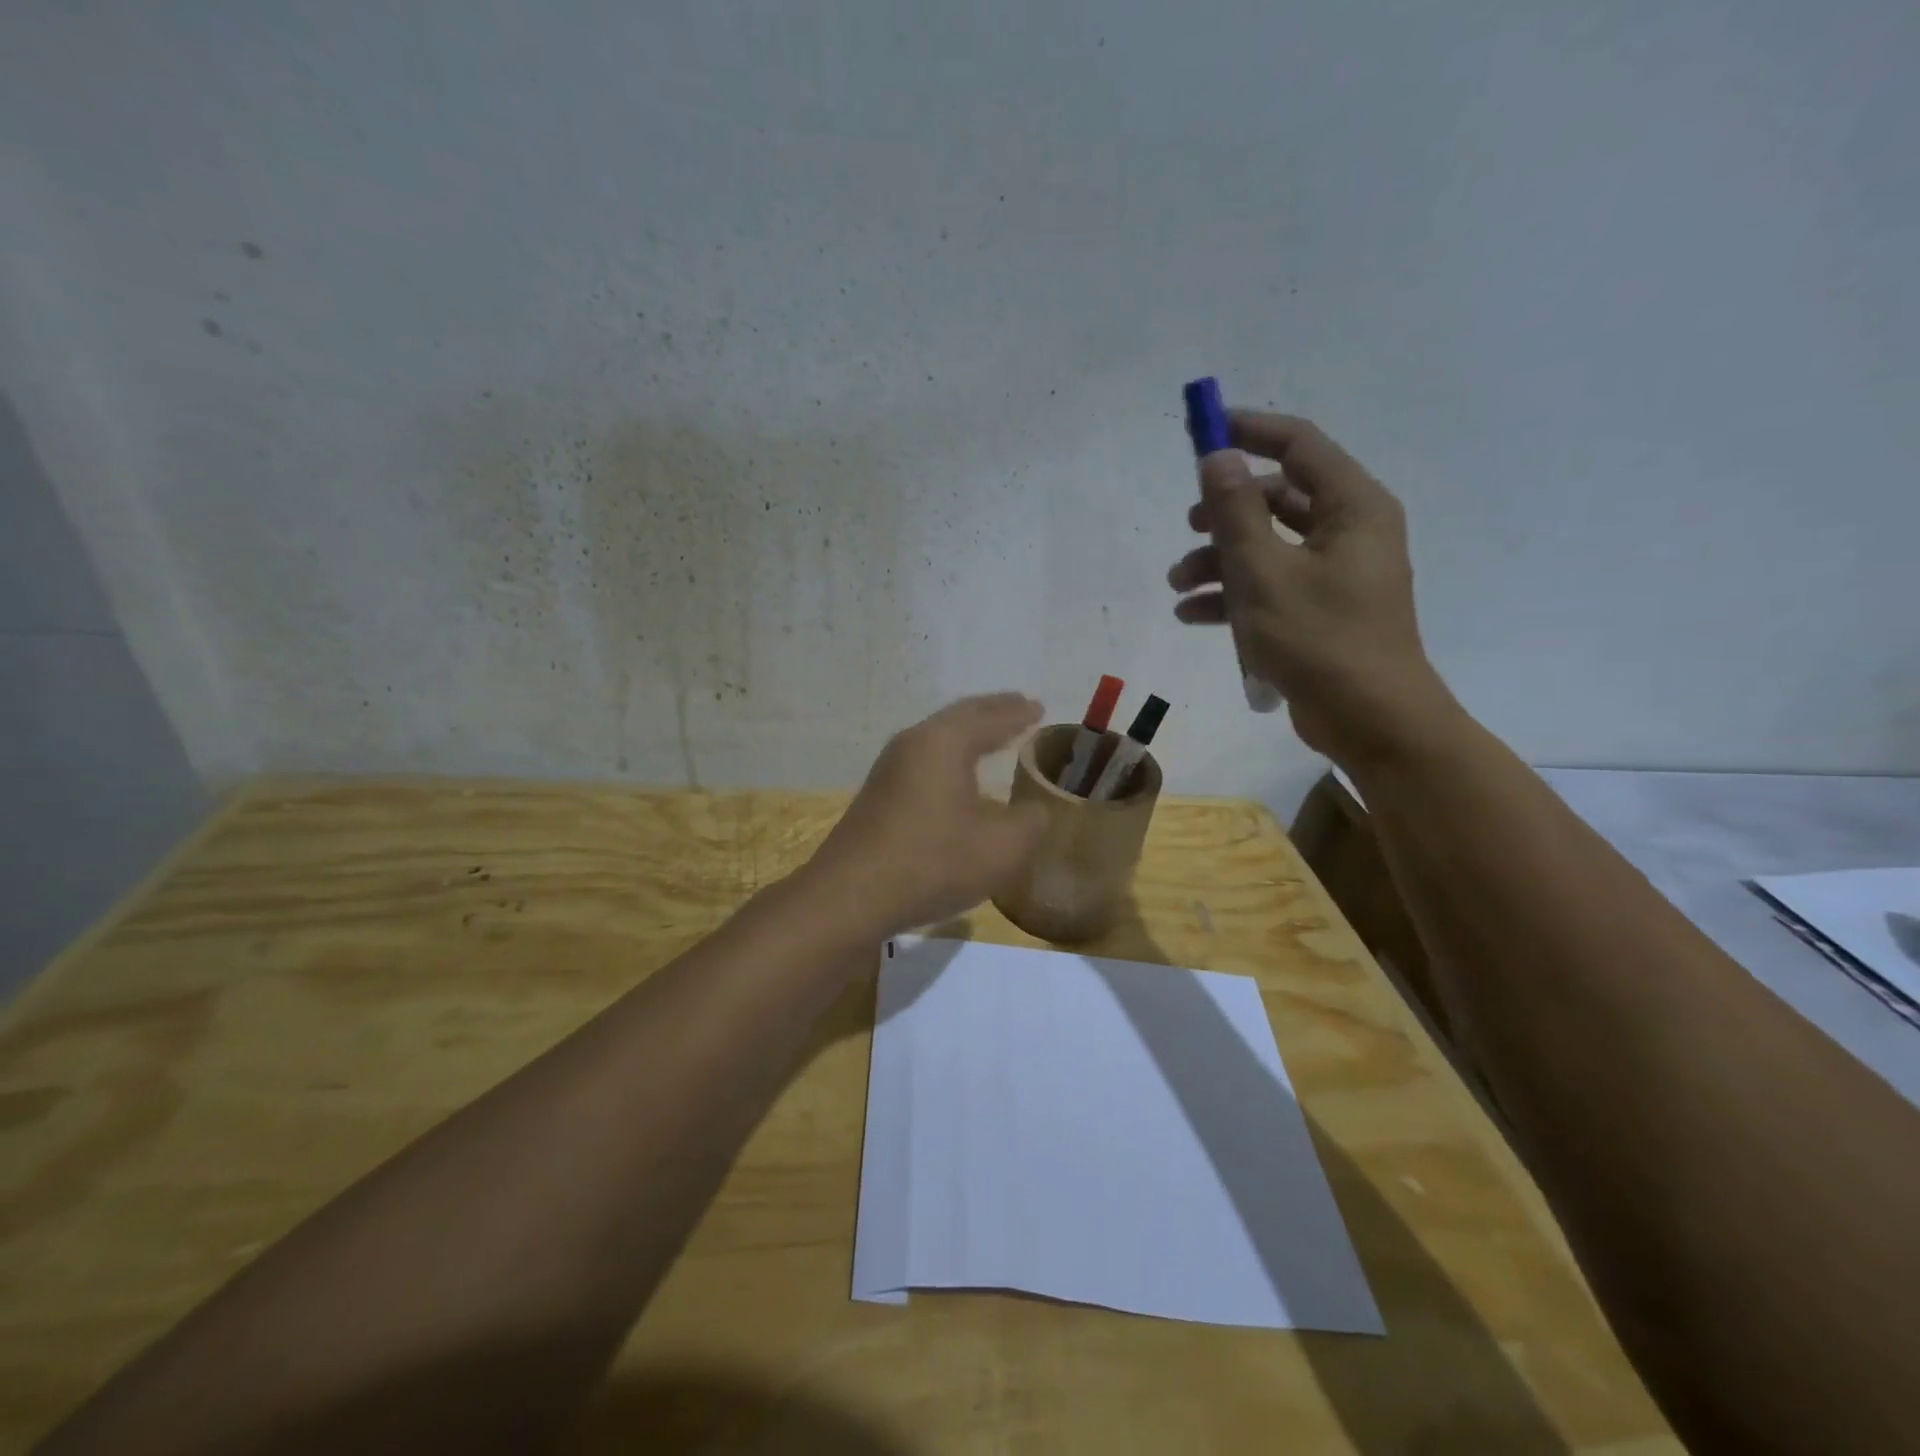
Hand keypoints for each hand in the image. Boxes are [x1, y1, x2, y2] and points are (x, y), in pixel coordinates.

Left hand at [806, 694, 1048, 937]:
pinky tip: (957, 773)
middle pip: (959, 716)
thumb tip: (1035, 810)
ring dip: (968, 731)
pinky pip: (924, 757)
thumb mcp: (1000, 849)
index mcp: (945, 743)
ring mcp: (889, 767)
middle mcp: (914, 743)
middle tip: (1019, 707)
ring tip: (992, 734)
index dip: (1018, 713)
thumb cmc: (932, 863)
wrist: (850, 896)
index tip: (1039, 707)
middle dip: (992, 711)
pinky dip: (950, 754)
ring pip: (937, 736)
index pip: (990, 717)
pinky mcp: (878, 792)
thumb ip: (1029, 823)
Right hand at [1167, 411, 1459, 767]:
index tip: (1203, 431)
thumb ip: (1236, 513)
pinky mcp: (1319, 611)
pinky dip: (1233, 594)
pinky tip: (1193, 613)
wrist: (1370, 720)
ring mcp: (1335, 574)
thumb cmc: (1320, 640)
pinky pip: (1270, 585)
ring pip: (1267, 546)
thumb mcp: (1265, 574)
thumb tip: (1217, 457)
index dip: (1249, 431)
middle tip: (1189, 525)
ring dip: (1219, 561)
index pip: (1299, 446)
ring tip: (1178, 584)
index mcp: (1352, 508)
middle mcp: (1348, 531)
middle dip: (1225, 512)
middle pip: (1277, 498)